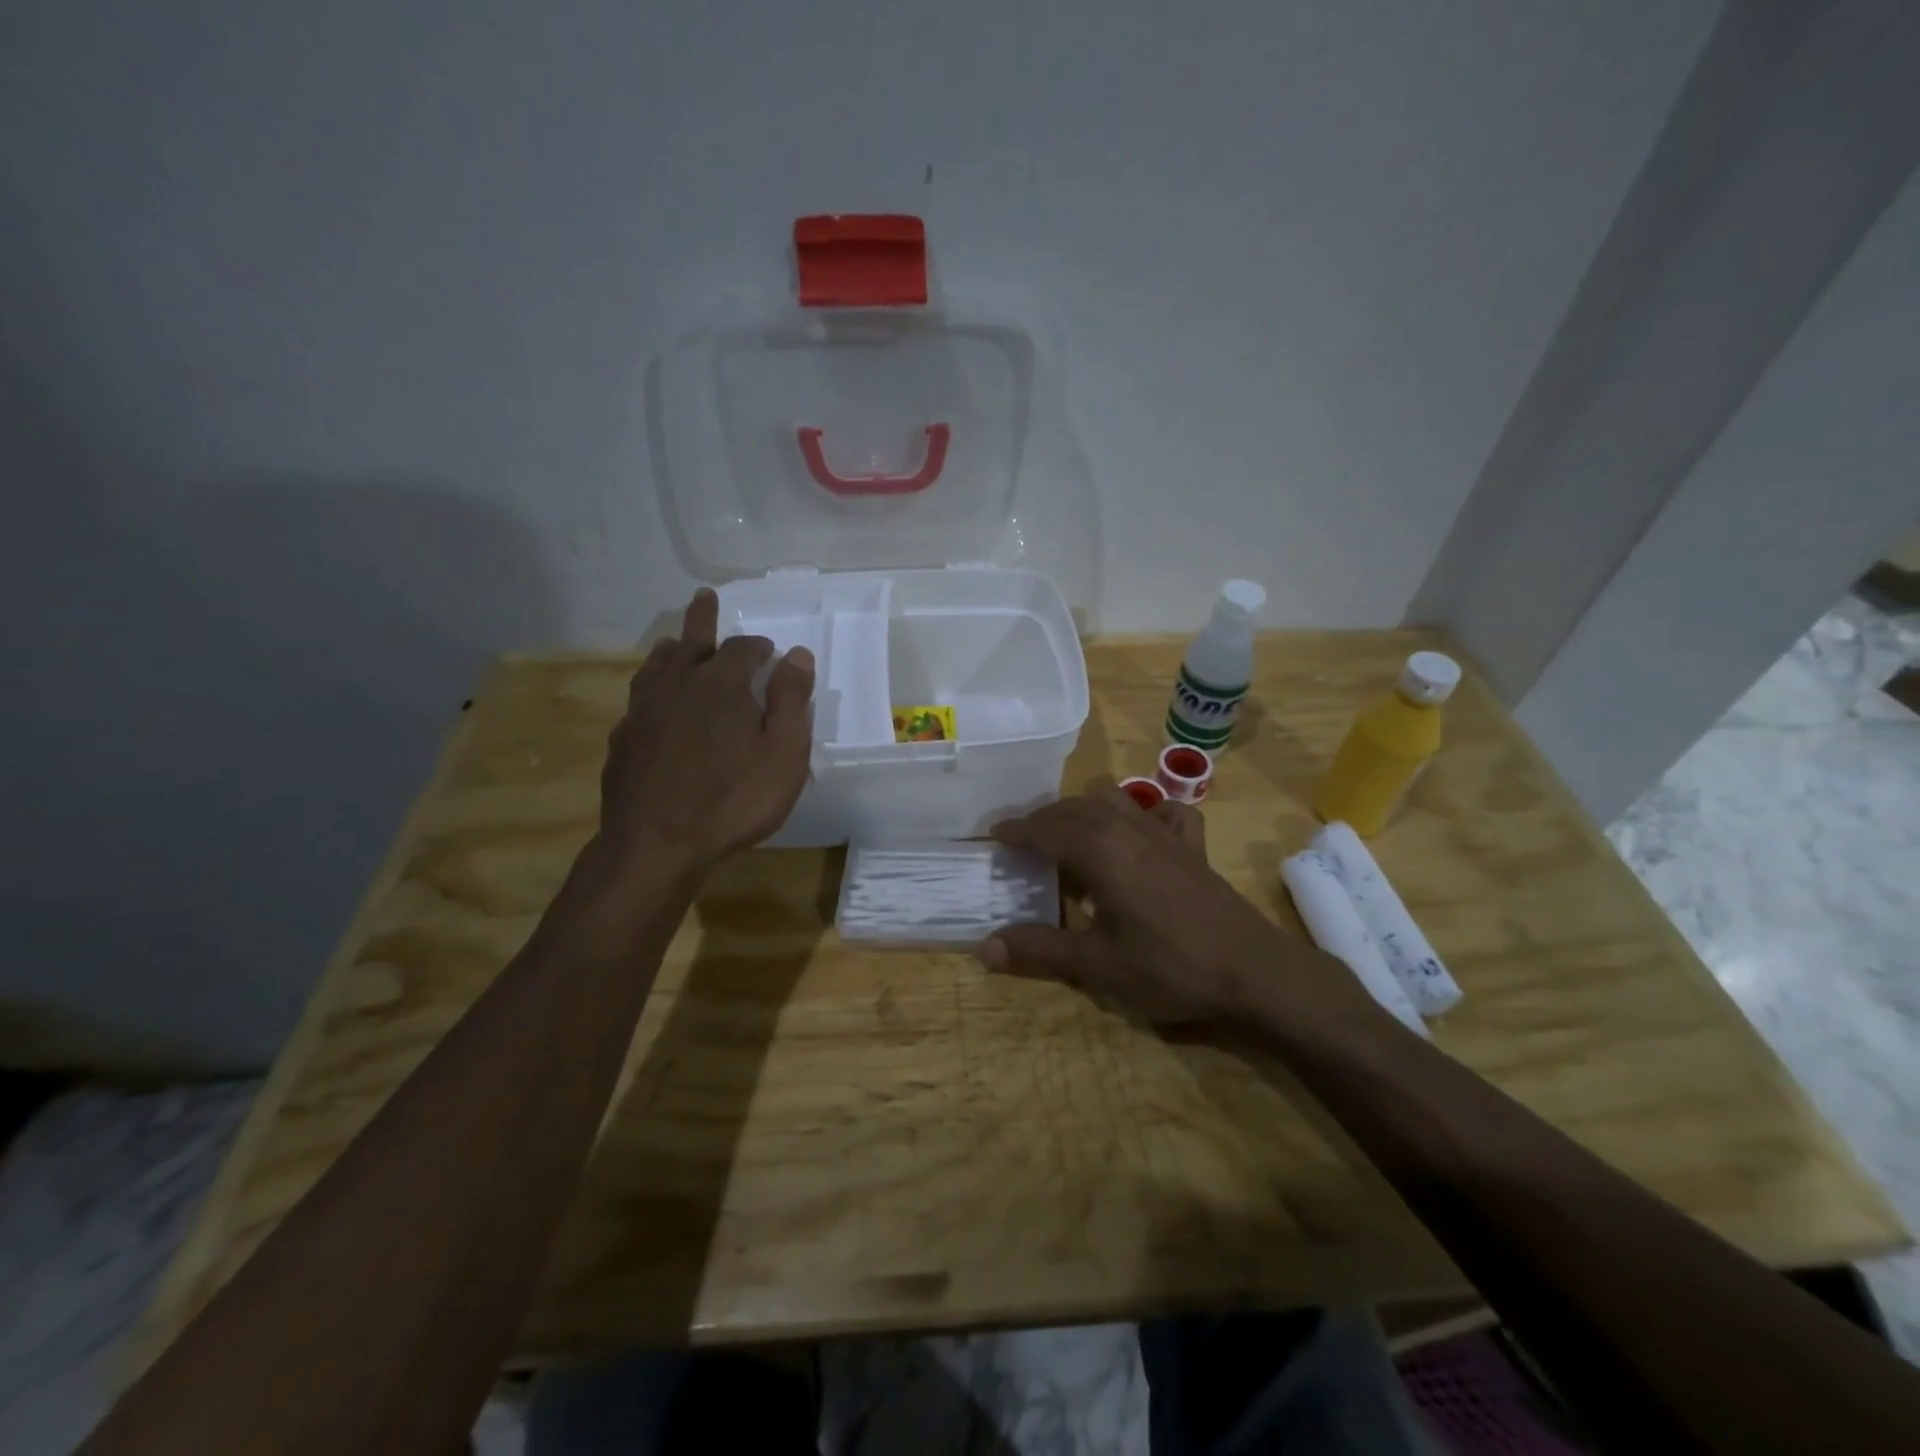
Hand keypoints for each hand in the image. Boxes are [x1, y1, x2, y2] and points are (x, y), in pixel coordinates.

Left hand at [597, 588, 814, 872]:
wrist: (657, 843)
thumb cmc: (733, 799)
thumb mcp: (784, 753)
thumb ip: (791, 700)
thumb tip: (797, 655)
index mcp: (721, 684)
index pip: (742, 648)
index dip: (758, 646)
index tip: (769, 652)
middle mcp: (678, 685)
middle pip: (691, 641)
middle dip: (702, 618)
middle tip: (704, 598)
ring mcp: (644, 711)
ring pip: (656, 666)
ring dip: (670, 650)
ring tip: (674, 644)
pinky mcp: (623, 739)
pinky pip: (638, 701)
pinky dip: (650, 690)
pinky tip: (652, 705)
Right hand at [980, 783, 1376, 1034]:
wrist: (1256, 972)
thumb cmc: (1170, 966)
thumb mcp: (1097, 965)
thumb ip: (1039, 950)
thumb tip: (983, 948)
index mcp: (1100, 849)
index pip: (1046, 828)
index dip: (1016, 831)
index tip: (993, 835)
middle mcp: (1129, 827)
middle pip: (1075, 808)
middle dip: (1044, 819)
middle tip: (1023, 842)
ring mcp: (1165, 833)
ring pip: (1115, 800)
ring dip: (1085, 810)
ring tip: (1070, 836)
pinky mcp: (1193, 847)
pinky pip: (1165, 811)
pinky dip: (1144, 812)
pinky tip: (1140, 834)